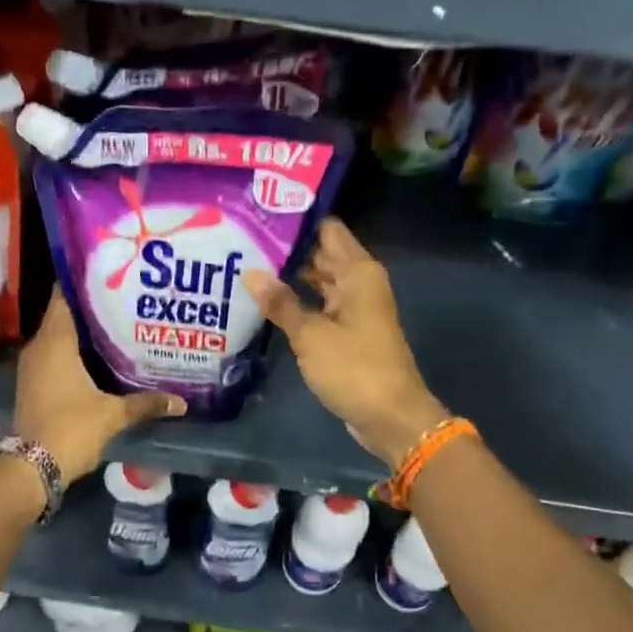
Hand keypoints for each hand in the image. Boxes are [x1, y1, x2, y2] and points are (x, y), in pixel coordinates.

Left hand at [15, 290, 183, 481]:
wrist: (33, 467)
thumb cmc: (72, 428)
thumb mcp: (113, 414)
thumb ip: (146, 403)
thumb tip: (181, 402)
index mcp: (55, 342)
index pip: (64, 298)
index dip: (83, 283)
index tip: (107, 274)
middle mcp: (39, 348)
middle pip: (63, 316)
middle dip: (90, 308)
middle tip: (123, 300)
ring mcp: (32, 367)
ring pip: (58, 337)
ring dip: (82, 332)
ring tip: (116, 325)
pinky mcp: (33, 384)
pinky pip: (54, 356)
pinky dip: (73, 353)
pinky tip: (98, 358)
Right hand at [245, 219, 446, 467]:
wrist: (390, 417)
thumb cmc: (354, 368)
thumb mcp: (311, 335)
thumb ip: (281, 303)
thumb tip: (251, 273)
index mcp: (358, 272)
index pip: (326, 229)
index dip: (296, 220)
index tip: (260, 214)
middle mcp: (358, 283)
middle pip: (320, 254)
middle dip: (286, 249)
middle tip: (242, 240)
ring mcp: (354, 308)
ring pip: (318, 281)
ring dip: (288, 277)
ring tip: (245, 266)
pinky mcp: (347, 332)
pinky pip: (319, 306)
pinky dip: (297, 303)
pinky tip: (265, 302)